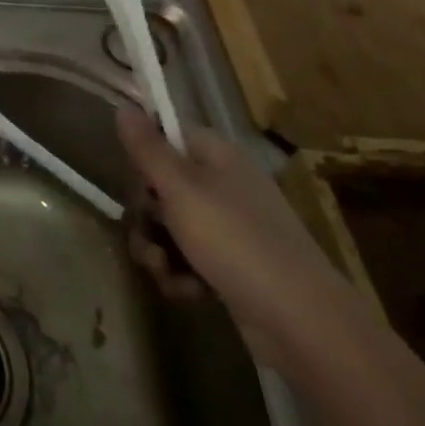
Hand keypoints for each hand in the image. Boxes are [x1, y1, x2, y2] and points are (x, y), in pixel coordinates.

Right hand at [115, 107, 356, 368]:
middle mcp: (224, 185)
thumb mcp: (179, 189)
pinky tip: (187, 292)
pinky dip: (182, 274)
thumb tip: (123, 106)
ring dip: (158, 250)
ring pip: (172, 226)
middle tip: (148, 234)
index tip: (136, 182)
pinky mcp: (233, 265)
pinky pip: (191, 258)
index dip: (145, 158)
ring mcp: (231, 227)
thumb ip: (147, 148)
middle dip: (146, 215)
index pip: (167, 137)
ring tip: (165, 271)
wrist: (301, 320)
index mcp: (217, 156)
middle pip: (163, 186)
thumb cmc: (234, 240)